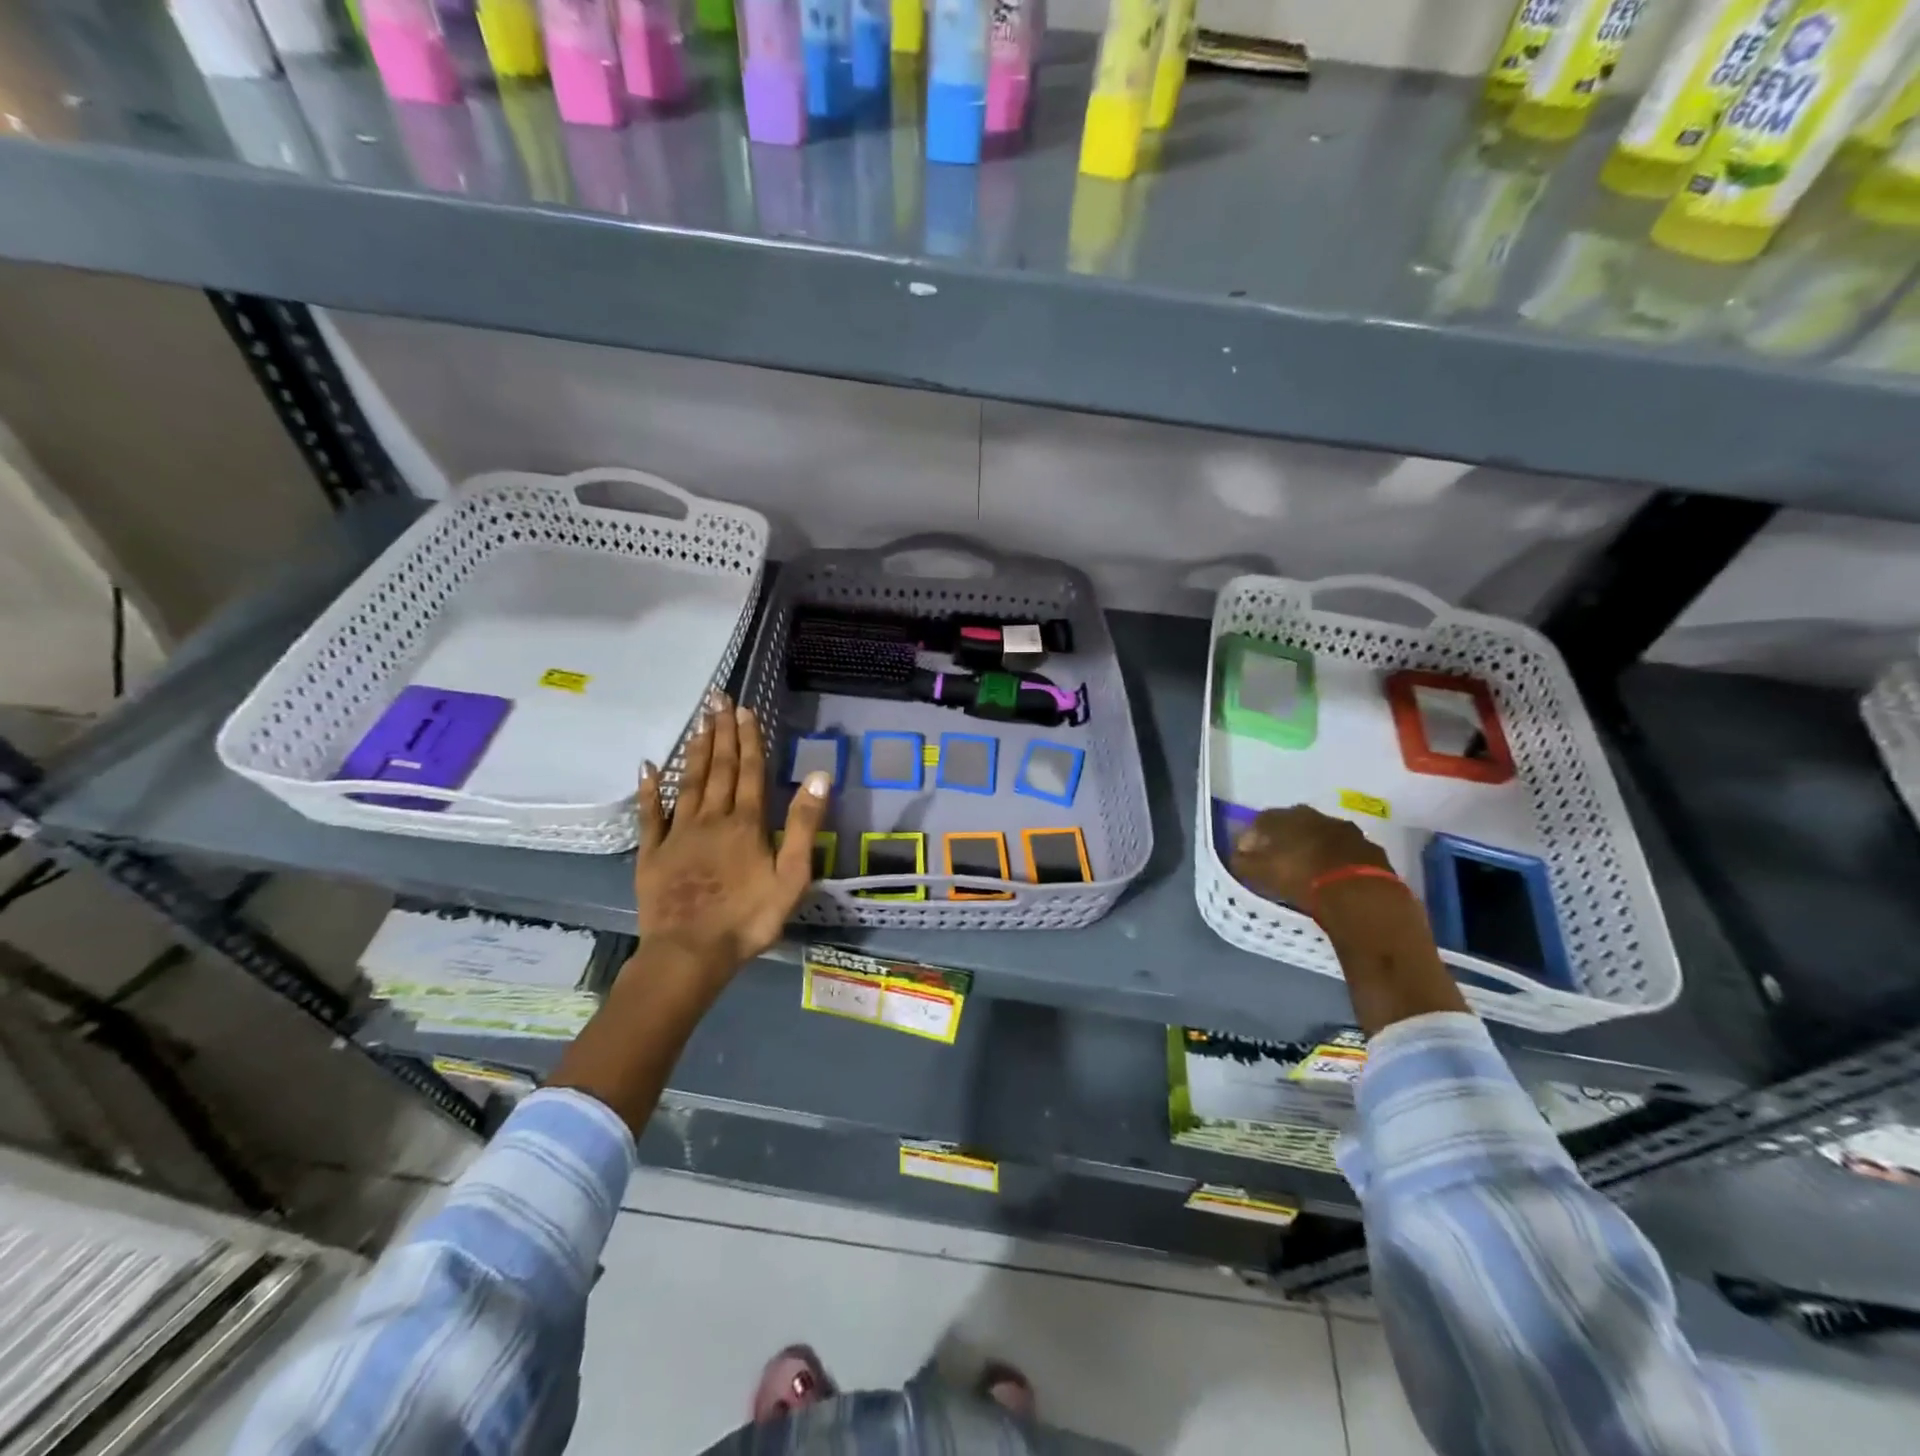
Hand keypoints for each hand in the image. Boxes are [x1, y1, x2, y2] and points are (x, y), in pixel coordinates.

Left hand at [633, 692, 831, 980]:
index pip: (749, 771)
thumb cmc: (749, 918)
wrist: (690, 953)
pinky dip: (650, 789)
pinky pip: (650, 814)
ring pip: (688, 782)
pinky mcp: (653, 853)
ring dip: (695, 751)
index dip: (748, 739)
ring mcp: (678, 833)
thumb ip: (804, 824)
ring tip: (699, 722)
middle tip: (717, 699)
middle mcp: (712, 818)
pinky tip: (648, 767)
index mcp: (747, 823)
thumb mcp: (792, 875)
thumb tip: (819, 775)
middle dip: (721, 732)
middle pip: (718, 768)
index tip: (744, 709)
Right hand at [1230, 805, 1391, 907]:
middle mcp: (1317, 817)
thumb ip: (1243, 862)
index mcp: (1287, 817)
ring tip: (1309, 870)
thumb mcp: (1259, 873)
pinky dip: (1340, 862)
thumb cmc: (1300, 878)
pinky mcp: (1372, 850)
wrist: (1358, 894)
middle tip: (1279, 859)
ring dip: (1315, 848)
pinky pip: (1349, 853)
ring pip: (1324, 836)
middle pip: (1295, 824)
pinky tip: (1336, 879)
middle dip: (1285, 839)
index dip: (1252, 836)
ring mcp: (1348, 831)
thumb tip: (1237, 856)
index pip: (1262, 820)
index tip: (1248, 854)